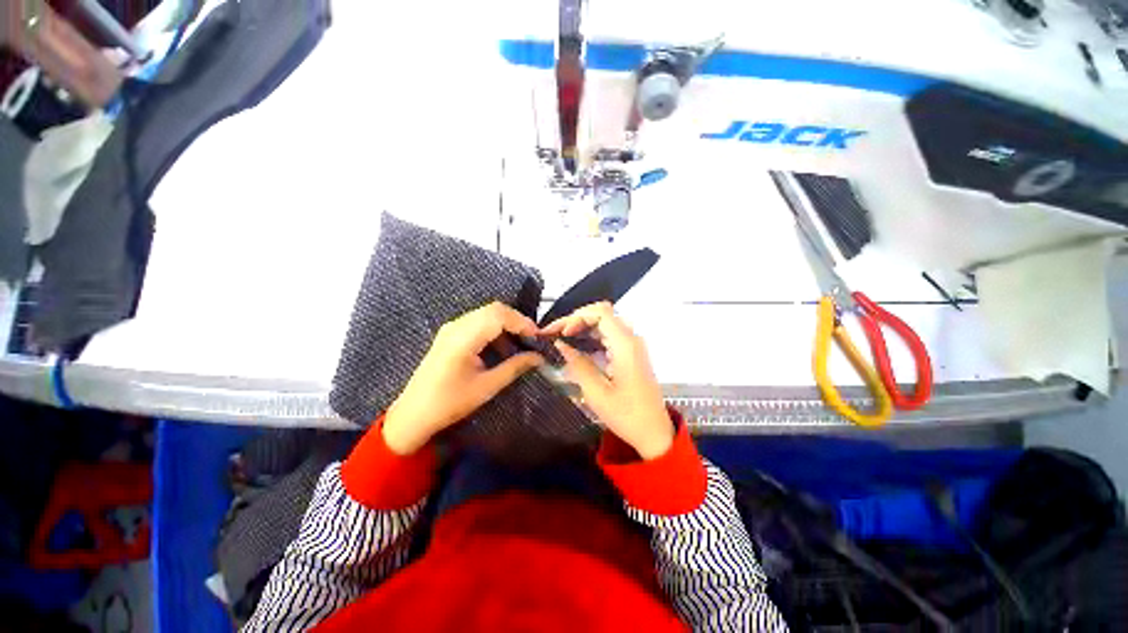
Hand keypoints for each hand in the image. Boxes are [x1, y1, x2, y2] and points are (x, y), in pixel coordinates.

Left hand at [383, 302, 543, 454]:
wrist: (413, 414)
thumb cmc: (449, 403)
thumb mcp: (486, 387)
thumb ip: (514, 367)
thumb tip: (538, 357)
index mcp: (463, 339)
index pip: (498, 316)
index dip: (521, 322)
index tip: (538, 337)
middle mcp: (456, 326)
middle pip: (494, 309)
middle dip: (517, 321)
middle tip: (532, 339)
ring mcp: (452, 328)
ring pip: (487, 313)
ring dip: (507, 324)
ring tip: (521, 343)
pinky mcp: (451, 334)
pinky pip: (478, 322)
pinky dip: (495, 329)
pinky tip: (502, 346)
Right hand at [542, 302, 673, 459]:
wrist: (654, 432)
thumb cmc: (626, 415)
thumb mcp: (596, 392)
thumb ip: (577, 363)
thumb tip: (561, 344)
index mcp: (625, 344)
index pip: (600, 312)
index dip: (577, 317)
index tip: (561, 333)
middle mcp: (631, 339)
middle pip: (602, 314)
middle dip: (576, 320)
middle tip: (555, 334)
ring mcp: (632, 345)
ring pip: (604, 323)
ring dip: (583, 327)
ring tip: (561, 338)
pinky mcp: (631, 353)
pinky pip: (609, 335)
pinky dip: (591, 336)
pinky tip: (578, 346)